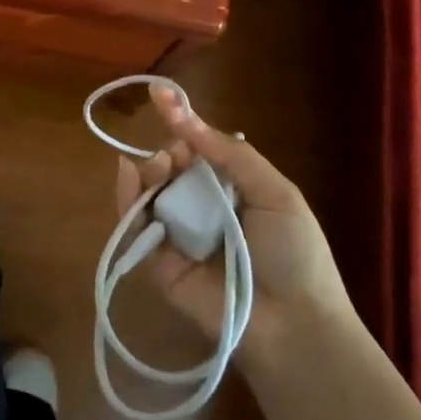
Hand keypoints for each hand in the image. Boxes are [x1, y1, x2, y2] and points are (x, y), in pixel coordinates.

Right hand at [113, 86, 351, 348]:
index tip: (159, 94)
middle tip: (174, 157)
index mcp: (232, 189)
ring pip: (151, 192)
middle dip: (168, 152)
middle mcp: (202, 208)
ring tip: (159, 169)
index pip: (199, 150)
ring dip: (150, 172)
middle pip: (171, 167)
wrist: (292, 325)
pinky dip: (126, 198)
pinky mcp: (159, 263)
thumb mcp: (275, 191)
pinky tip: (127, 174)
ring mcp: (179, 235)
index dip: (181, 123)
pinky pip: (136, 225)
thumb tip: (186, 117)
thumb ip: (230, 153)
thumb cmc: (293, 253)